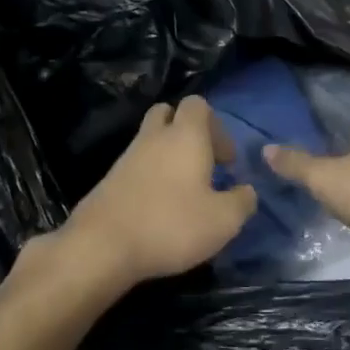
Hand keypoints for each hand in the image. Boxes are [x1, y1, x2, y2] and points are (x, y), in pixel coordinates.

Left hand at [51, 97, 256, 300]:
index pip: (198, 104)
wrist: (102, 245)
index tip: (227, 161)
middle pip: (169, 113)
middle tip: (203, 164)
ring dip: (168, 156)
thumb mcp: (223, 221)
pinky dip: (150, 175)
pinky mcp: (110, 179)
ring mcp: (127, 156)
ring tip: (184, 191)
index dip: (217, 126)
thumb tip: (247, 191)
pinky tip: (159, 206)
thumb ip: (242, 201)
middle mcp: (154, 137)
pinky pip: (136, 164)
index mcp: (185, 136)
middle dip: (187, 132)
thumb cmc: (171, 225)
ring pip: (151, 140)